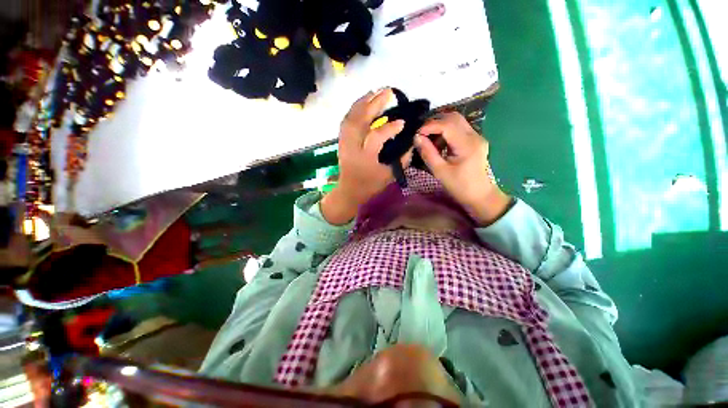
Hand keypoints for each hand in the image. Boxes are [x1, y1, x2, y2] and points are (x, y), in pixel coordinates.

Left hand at [321, 88, 411, 224]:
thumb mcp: (388, 176)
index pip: (376, 136)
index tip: (403, 122)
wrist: (349, 190)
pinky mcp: (341, 141)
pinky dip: (353, 110)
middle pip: (361, 121)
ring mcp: (345, 142)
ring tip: (374, 92)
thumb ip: (401, 160)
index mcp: (365, 157)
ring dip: (362, 103)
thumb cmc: (369, 185)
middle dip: (374, 104)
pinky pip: (346, 121)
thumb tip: (411, 143)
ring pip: (351, 117)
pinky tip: (361, 104)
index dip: (390, 128)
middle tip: (388, 92)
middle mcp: (353, 146)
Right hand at [415, 112, 510, 224]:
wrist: (479, 195)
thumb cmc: (459, 186)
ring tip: (429, 139)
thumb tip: (416, 137)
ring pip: (456, 121)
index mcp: (467, 145)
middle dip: (434, 122)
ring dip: (440, 125)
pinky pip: (459, 128)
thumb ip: (428, 153)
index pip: (447, 125)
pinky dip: (446, 131)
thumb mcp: (440, 171)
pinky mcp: (475, 140)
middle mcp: (474, 136)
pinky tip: (439, 142)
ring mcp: (476, 137)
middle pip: (453, 117)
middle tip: (421, 133)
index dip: (430, 125)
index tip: (416, 133)